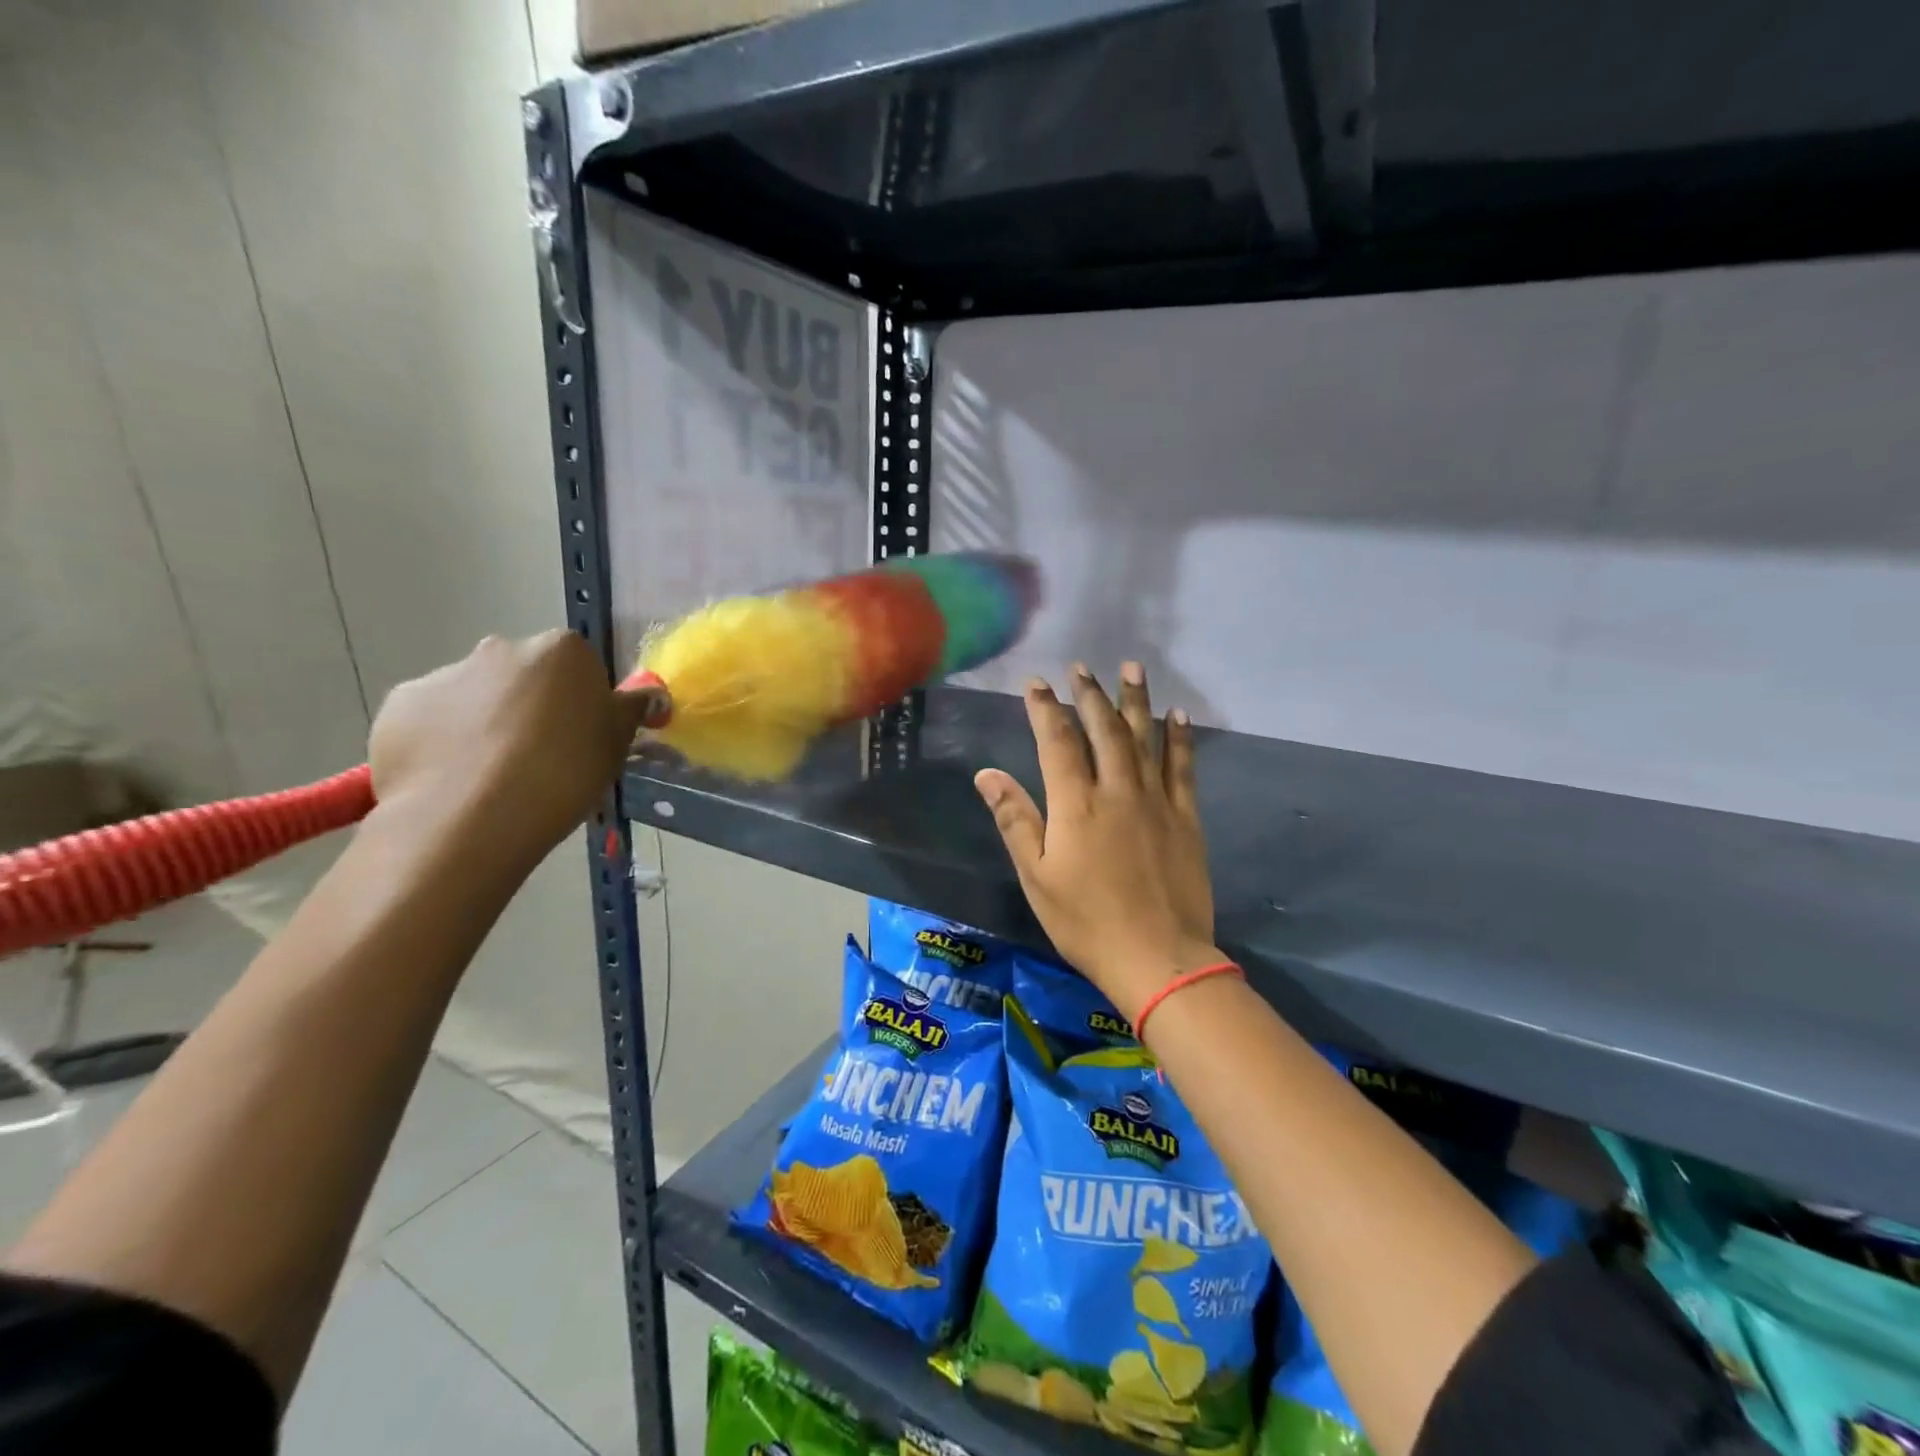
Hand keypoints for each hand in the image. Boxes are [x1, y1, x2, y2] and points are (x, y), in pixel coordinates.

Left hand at [369, 631, 648, 863]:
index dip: (583, 703)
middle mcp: (501, 649)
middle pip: (525, 675)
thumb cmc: (564, 774)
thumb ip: (630, 710)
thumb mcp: (617, 744)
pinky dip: (443, 741)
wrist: (471, 818)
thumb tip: (647, 694)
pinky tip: (453, 779)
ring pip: (476, 696)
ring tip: (492, 777)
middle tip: (541, 758)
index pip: (580, 667)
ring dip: (486, 723)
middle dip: (531, 705)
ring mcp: (445, 674)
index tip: (583, 738)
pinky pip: (432, 720)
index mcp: (562, 651)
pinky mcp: (399, 706)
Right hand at [975, 662, 1220, 1023]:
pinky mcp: (1185, 818)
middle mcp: (1117, 790)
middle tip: (1081, 667)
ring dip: (1135, 700)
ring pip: (1144, 738)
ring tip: (1130, 668)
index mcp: (1076, 804)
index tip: (1037, 683)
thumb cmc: (1086, 922)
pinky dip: (1178, 738)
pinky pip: (1182, 767)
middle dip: (1089, 695)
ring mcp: (1156, 801)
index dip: (1046, 708)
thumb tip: (987, 774)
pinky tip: (1177, 714)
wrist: (1158, 958)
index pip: (1058, 741)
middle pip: (1103, 730)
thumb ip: (1015, 819)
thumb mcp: (1036, 876)